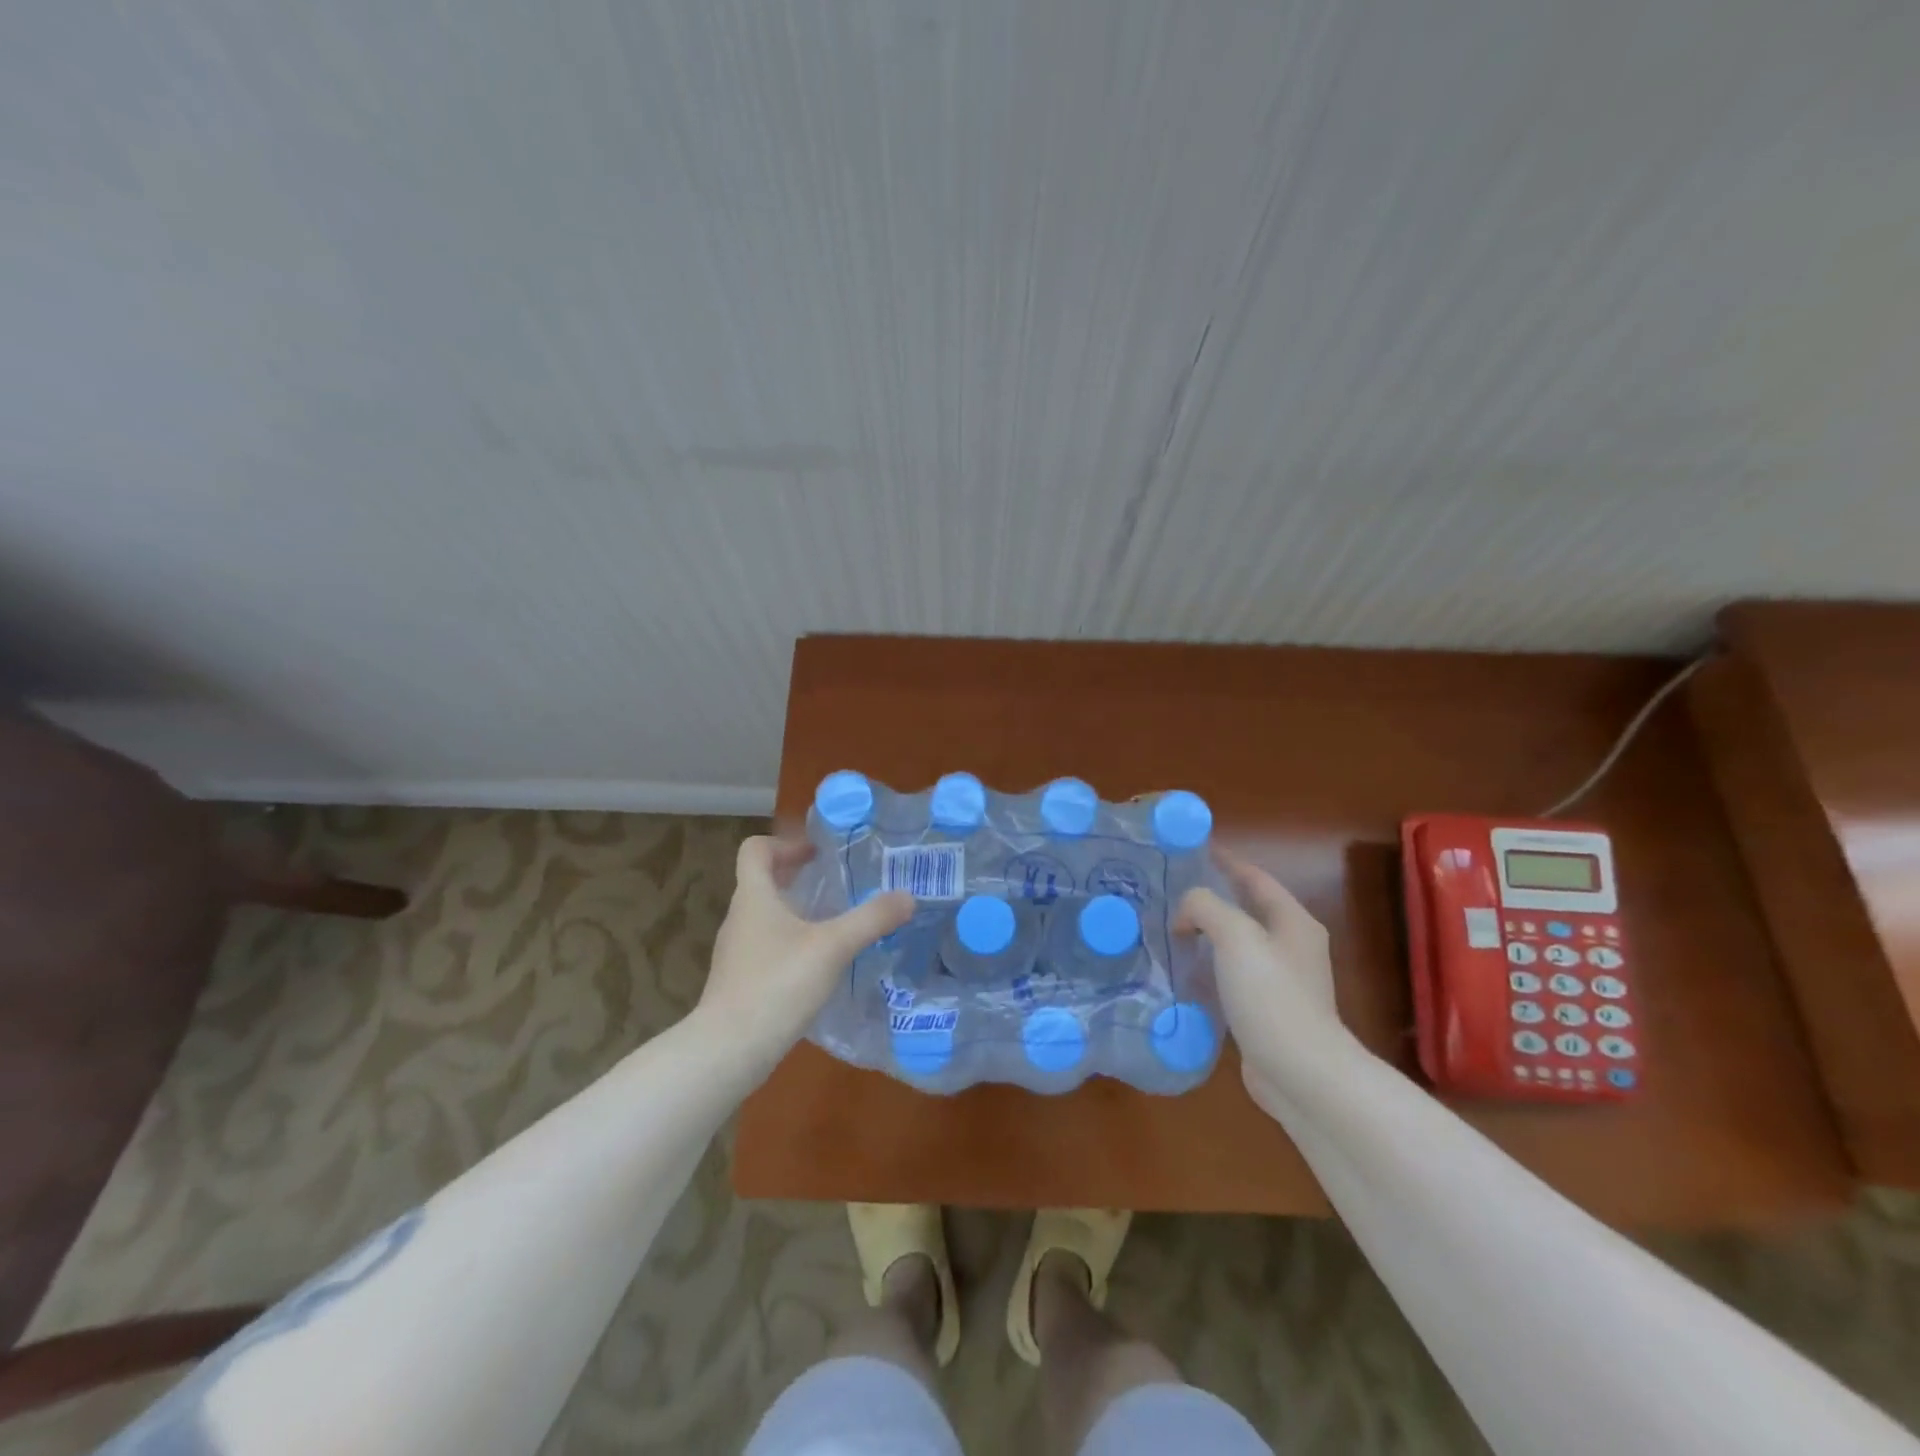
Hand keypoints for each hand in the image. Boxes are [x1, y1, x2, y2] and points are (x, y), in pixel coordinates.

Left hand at [697, 836, 913, 1078]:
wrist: (728, 1050)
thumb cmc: (777, 984)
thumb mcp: (833, 947)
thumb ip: (871, 919)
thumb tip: (908, 896)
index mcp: (754, 897)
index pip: (755, 850)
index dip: (784, 843)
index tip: (817, 853)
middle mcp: (739, 918)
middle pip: (762, 882)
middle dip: (797, 877)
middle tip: (835, 884)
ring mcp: (736, 953)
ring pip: (765, 917)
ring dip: (795, 912)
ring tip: (833, 924)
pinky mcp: (740, 982)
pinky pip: (766, 948)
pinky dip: (791, 944)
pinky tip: (818, 966)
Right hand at [1175, 848, 1350, 1107]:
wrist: (1301, 1073)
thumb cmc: (1272, 995)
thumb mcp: (1235, 936)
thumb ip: (1205, 907)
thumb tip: (1185, 916)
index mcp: (1292, 921)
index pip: (1254, 878)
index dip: (1225, 861)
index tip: (1191, 850)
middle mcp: (1290, 946)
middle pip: (1245, 910)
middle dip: (1209, 899)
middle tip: (1168, 894)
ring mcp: (1281, 981)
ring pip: (1235, 945)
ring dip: (1205, 936)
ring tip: (1167, 931)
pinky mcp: (1266, 1011)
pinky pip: (1230, 978)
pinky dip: (1207, 970)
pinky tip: (1181, 975)